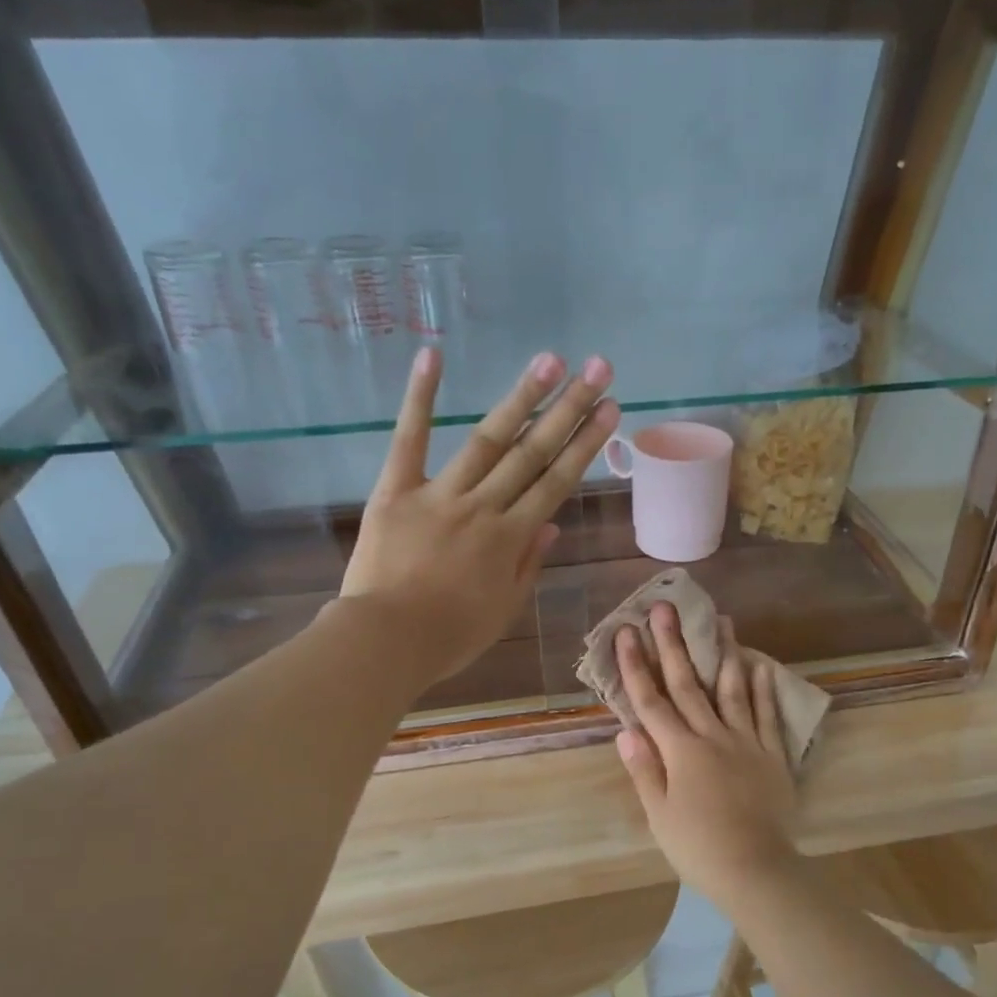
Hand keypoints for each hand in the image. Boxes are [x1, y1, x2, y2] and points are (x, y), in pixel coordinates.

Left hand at [341, 346, 618, 683]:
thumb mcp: (504, 609)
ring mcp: (440, 494)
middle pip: (532, 452)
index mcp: (511, 539)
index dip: (585, 444)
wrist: (387, 641)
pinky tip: (434, 356)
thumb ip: (528, 564)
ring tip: (550, 359)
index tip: (609, 410)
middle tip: (597, 368)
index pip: (556, 483)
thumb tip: (552, 525)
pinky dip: (419, 398)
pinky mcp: (395, 490)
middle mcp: (484, 507)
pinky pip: (409, 440)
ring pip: (487, 440)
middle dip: (568, 408)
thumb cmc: (450, 635)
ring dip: (521, 397)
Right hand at [614, 603, 800, 900]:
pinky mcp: (773, 755)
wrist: (755, 870)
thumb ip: (644, 770)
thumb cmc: (698, 847)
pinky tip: (760, 665)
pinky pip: (767, 715)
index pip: (652, 701)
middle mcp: (713, 736)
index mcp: (680, 751)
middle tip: (665, 607)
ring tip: (722, 620)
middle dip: (674, 644)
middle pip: (689, 684)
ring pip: (733, 690)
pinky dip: (763, 690)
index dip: (637, 666)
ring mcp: (747, 742)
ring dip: (724, 654)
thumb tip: (626, 731)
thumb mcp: (659, 815)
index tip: (627, 632)